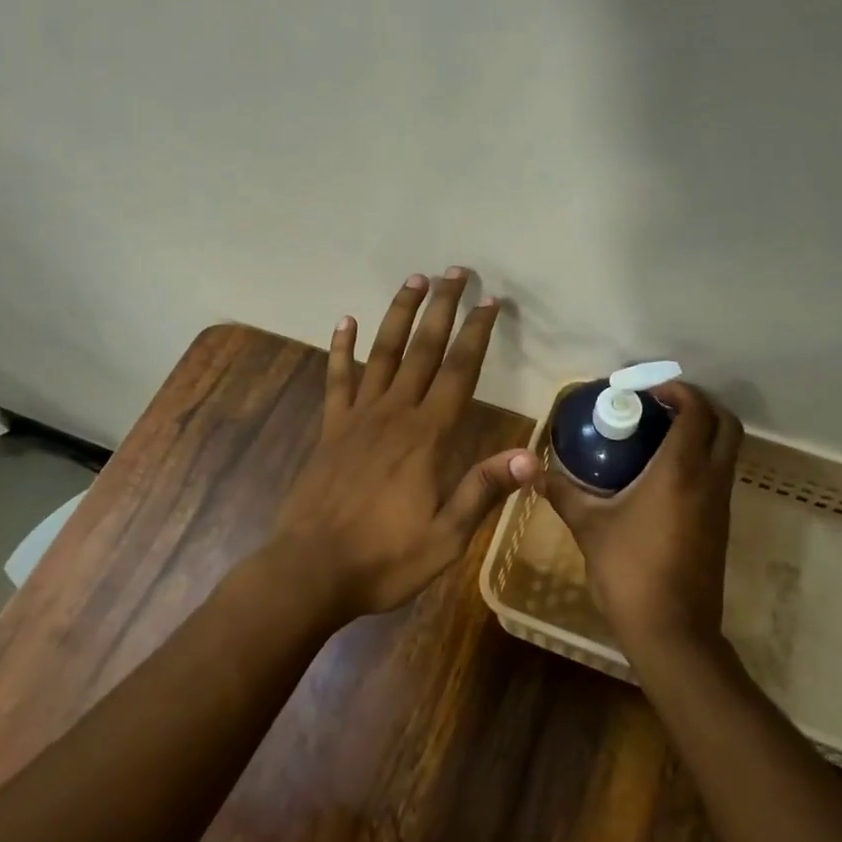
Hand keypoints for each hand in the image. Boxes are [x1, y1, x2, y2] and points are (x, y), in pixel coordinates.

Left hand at [269, 268, 537, 623]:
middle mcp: (394, 414)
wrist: (311, 570)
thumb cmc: (385, 558)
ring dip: (399, 314)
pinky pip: (337, 379)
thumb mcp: (446, 536)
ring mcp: (357, 417)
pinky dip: (340, 348)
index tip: (489, 301)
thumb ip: (483, 490)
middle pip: (423, 349)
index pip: (460, 372)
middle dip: (442, 308)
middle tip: (455, 272)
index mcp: (427, 436)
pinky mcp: (330, 428)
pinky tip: (343, 321)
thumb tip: (531, 458)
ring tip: (414, 280)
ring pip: (383, 353)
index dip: (476, 334)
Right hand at [535, 382, 742, 661]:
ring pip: (727, 450)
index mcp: (681, 471)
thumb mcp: (589, 527)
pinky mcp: (721, 525)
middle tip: (662, 404)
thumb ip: (563, 493)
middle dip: (700, 404)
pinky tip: (663, 473)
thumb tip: (534, 471)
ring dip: (703, 432)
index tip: (648, 390)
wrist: (673, 631)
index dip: (678, 390)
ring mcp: (720, 504)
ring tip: (659, 433)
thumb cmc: (629, 571)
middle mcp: (709, 480)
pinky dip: (701, 458)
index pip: (696, 411)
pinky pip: (719, 475)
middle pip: (727, 424)